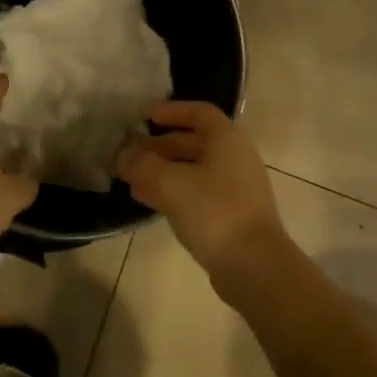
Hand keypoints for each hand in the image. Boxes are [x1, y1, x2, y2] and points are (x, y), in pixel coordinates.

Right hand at [117, 101, 287, 284]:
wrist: (254, 266)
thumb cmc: (214, 211)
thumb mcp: (170, 182)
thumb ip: (142, 164)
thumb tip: (122, 155)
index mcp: (226, 140)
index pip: (199, 112)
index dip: (170, 110)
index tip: (143, 116)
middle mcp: (234, 158)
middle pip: (193, 142)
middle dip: (159, 145)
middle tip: (129, 151)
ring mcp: (235, 188)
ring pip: (192, 169)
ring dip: (161, 170)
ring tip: (130, 177)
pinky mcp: (230, 215)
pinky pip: (196, 192)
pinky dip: (171, 190)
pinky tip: (146, 199)